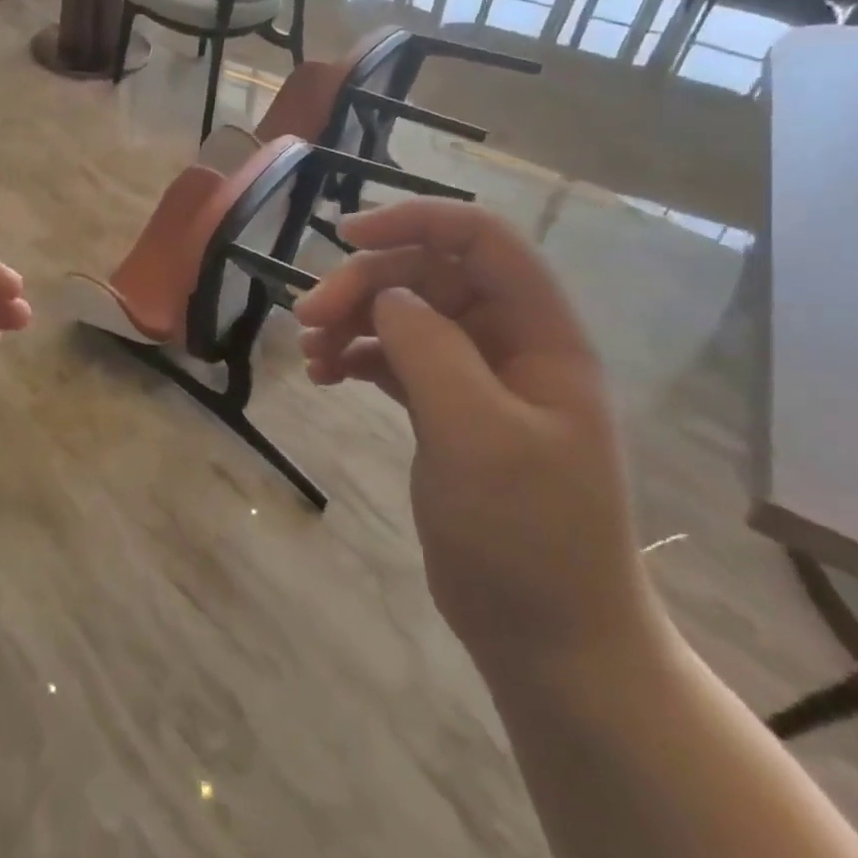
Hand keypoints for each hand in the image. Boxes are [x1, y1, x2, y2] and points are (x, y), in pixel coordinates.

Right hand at [294, 199, 655, 670]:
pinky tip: (326, 375)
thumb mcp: (477, 433)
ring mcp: (477, 379)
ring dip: (354, 320)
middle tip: (307, 319)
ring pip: (407, 315)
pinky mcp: (447, 411)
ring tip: (310, 352)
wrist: (549, 637)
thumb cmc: (526, 534)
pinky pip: (396, 358)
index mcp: (541, 335)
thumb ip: (430, 349)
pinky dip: (358, 356)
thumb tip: (387, 297)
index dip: (416, 221)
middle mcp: (510, 344)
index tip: (345, 237)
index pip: (482, 240)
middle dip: (366, 285)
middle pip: (430, 275)